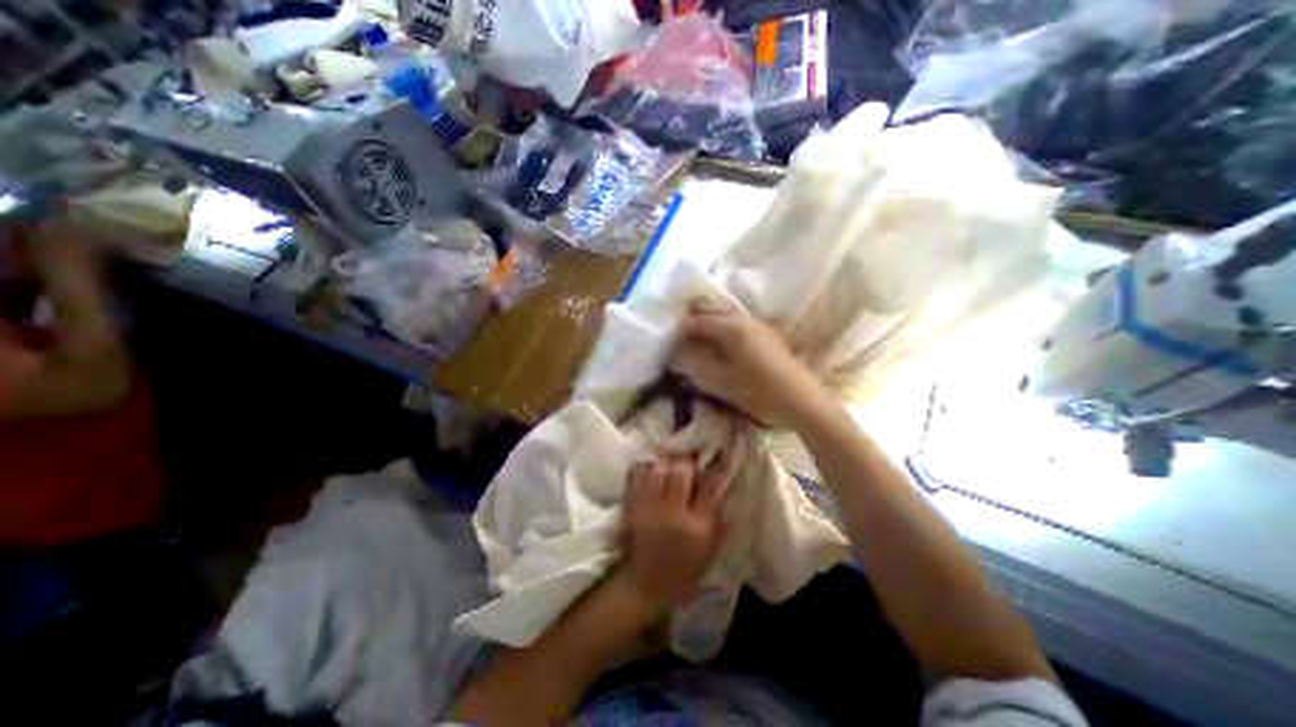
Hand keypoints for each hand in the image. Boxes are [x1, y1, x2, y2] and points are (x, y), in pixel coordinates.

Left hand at [618, 458, 726, 609]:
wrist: (646, 585)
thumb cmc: (684, 571)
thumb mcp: (710, 551)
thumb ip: (720, 519)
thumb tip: (727, 487)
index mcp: (698, 526)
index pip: (709, 485)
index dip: (712, 468)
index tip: (712, 461)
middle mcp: (674, 513)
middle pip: (681, 471)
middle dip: (687, 463)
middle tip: (688, 463)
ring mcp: (650, 508)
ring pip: (659, 469)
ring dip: (666, 464)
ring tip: (669, 467)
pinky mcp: (632, 506)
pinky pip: (638, 475)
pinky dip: (645, 469)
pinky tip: (651, 473)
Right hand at [672, 298, 822, 425]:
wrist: (798, 397)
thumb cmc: (757, 391)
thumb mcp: (723, 379)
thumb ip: (701, 361)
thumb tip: (685, 348)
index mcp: (732, 330)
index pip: (701, 321)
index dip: (684, 326)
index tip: (671, 333)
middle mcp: (744, 320)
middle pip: (715, 309)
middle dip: (696, 314)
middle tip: (681, 325)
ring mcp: (757, 324)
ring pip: (728, 312)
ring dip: (711, 316)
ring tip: (698, 327)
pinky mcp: (766, 332)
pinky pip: (739, 319)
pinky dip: (724, 321)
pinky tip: (721, 333)